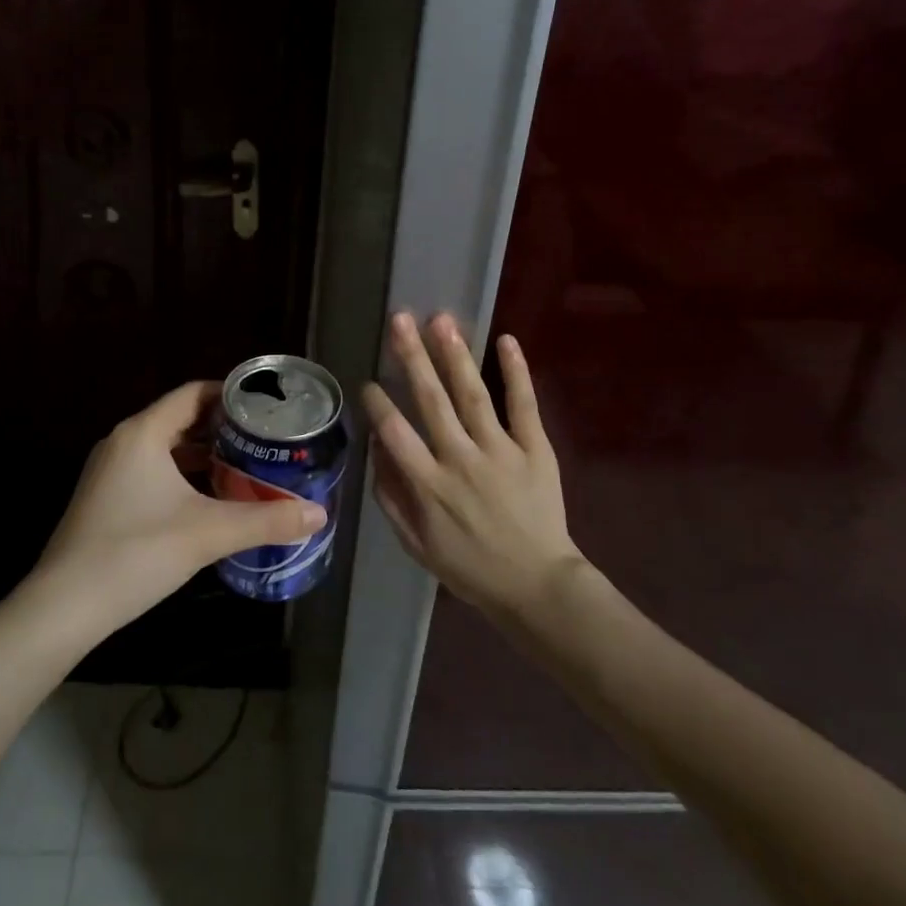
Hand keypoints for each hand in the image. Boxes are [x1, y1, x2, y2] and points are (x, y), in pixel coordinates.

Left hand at [32, 381, 326, 639]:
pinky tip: (207, 498)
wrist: (64, 606)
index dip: (231, 394)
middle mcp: (123, 441)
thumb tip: (319, 515)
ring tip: (245, 464)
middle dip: (222, 427)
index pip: (192, 393)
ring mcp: (109, 471)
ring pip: (164, 447)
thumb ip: (266, 520)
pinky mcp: (104, 498)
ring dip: (202, 453)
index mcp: (143, 433)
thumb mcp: (208, 533)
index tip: (267, 407)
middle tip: (264, 438)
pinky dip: (181, 474)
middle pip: (179, 418)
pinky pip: (150, 469)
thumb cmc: (136, 553)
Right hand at [360, 312, 587, 617]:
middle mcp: (461, 460)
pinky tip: (506, 340)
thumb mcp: (416, 543)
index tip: (368, 381)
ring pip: (473, 395)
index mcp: (429, 485)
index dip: (378, 404)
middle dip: (412, 358)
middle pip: (431, 401)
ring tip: (440, 320)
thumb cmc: (470, 566)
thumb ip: (391, 497)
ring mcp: (501, 451)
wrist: (537, 585)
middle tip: (399, 320)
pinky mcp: (535, 449)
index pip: (396, 433)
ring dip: (455, 355)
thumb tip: (375, 450)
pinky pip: (524, 405)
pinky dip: (516, 372)